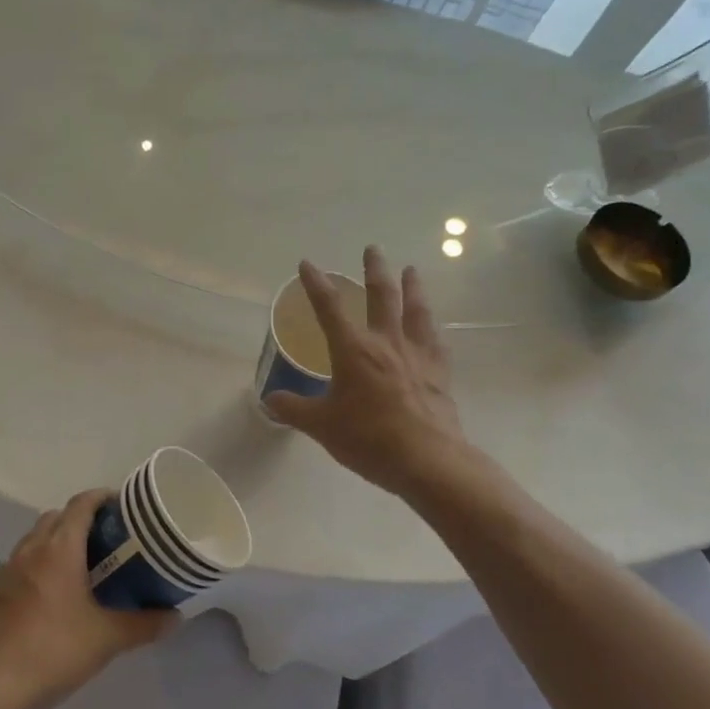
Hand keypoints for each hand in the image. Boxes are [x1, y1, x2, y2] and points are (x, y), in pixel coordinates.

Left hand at [0, 490, 177, 708]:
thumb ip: (144, 624)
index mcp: (60, 548)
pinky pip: (24, 559)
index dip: (102, 497)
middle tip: (109, 538)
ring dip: (59, 538)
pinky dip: (42, 561)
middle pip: (58, 516)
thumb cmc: (54, 651)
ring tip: (84, 563)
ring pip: (38, 537)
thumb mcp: (107, 639)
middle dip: (82, 518)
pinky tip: (55, 591)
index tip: (123, 506)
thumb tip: (176, 616)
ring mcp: (10, 567)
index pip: (81, 504)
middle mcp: (33, 548)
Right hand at [264, 247, 468, 498]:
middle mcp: (386, 343)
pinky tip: (432, 324)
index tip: (308, 264)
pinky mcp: (439, 372)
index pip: (329, 308)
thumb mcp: (322, 426)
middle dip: (374, 270)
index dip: (316, 284)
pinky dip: (431, 327)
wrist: (427, 460)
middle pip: (381, 296)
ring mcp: (417, 355)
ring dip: (412, 287)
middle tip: (373, 248)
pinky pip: (436, 341)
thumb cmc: (369, 439)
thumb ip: (294, 409)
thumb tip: (269, 399)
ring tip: (411, 270)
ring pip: (415, 310)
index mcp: (353, 351)